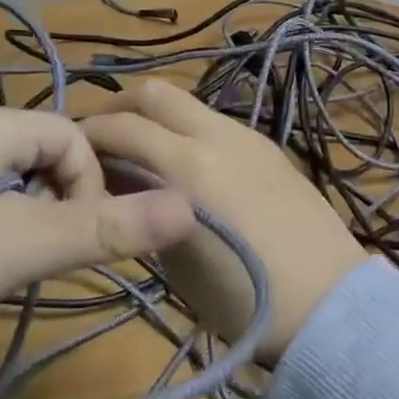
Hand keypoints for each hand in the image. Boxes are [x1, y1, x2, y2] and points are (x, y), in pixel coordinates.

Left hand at [0, 106, 195, 365]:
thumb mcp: (24, 248)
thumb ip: (108, 227)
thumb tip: (193, 206)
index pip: (76, 136)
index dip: (92, 187)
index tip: (75, 242)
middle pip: (44, 154)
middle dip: (58, 205)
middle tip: (38, 261)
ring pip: (9, 177)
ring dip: (24, 218)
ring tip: (0, 269)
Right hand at [81, 81, 368, 364]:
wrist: (328, 305)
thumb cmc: (241, 300)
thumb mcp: (174, 260)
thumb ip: (140, 209)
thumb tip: (116, 181)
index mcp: (189, 167)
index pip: (120, 127)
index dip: (87, 134)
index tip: (71, 156)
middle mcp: (218, 136)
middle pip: (155, 93)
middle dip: (118, 107)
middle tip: (100, 139)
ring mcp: (249, 137)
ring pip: (188, 103)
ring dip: (156, 116)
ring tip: (141, 152)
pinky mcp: (269, 147)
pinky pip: (216, 122)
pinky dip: (187, 129)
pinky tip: (186, 164)